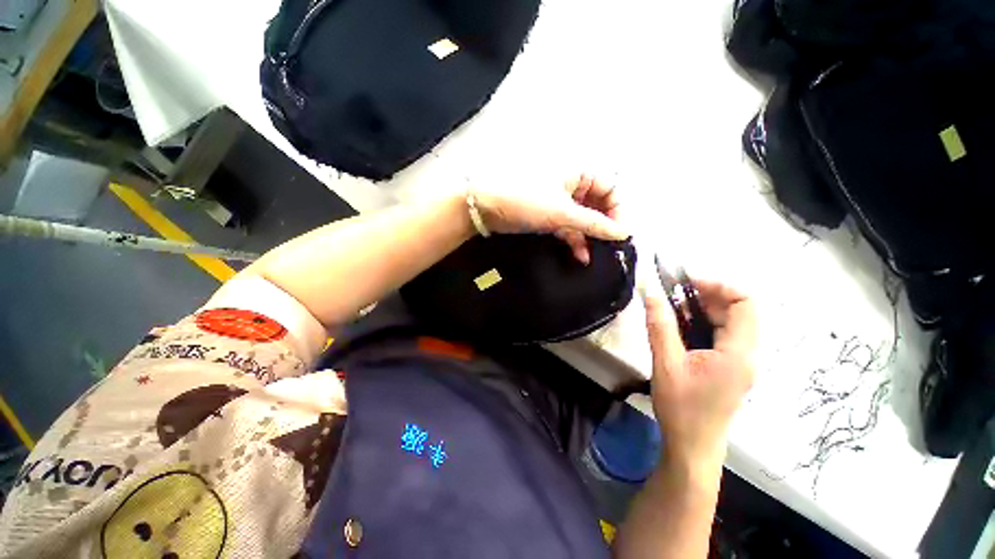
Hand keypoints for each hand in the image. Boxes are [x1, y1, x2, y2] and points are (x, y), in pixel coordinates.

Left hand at [473, 175, 627, 263]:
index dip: (618, 211)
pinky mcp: (548, 215)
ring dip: (589, 236)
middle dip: (603, 226)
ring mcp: (559, 200)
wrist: (486, 208)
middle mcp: (572, 184)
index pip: (611, 188)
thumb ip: (594, 224)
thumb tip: (623, 233)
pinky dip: (574, 240)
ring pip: (583, 218)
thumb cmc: (525, 201)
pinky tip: (580, 255)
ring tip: (596, 255)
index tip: (620, 234)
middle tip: (609, 247)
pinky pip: (568, 226)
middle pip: (598, 205)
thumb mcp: (563, 213)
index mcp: (579, 173)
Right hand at [642, 279, 755, 464]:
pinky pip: (723, 336)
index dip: (718, 285)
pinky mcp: (731, 369)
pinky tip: (680, 328)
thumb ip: (660, 326)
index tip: (685, 282)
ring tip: (673, 308)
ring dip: (704, 309)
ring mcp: (741, 363)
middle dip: (707, 295)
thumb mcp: (666, 364)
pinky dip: (704, 324)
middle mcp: (748, 355)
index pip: (745, 303)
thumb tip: (652, 293)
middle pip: (739, 311)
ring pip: (731, 323)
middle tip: (673, 294)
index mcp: (739, 353)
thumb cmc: (681, 408)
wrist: (692, 447)